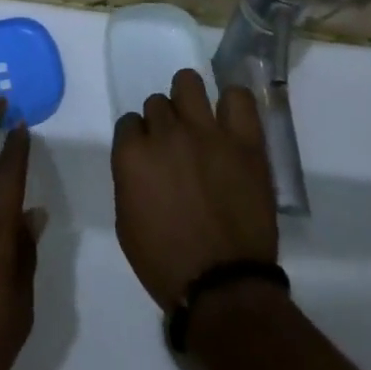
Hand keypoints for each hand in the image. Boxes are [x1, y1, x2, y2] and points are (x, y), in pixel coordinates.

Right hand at [111, 69, 276, 310]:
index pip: (129, 122)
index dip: (138, 139)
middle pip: (157, 103)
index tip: (149, 156)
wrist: (224, 287)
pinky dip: (232, 103)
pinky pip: (238, 97)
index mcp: (133, 155)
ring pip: (188, 82)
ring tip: (199, 121)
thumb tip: (141, 162)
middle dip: (163, 123)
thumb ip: (129, 179)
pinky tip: (230, 119)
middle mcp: (166, 133)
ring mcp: (206, 132)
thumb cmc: (166, 263)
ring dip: (188, 99)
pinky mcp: (244, 140)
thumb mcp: (127, 223)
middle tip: (176, 147)